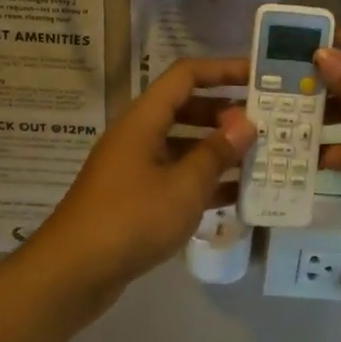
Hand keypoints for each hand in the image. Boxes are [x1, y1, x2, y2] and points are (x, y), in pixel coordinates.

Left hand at [34, 58, 256, 295]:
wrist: (74, 272)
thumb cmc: (131, 219)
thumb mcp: (183, 186)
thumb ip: (216, 153)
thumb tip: (246, 123)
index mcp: (144, 120)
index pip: (186, 75)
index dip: (222, 70)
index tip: (259, 76)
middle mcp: (138, 136)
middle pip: (186, 109)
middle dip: (226, 114)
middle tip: (266, 124)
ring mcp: (135, 168)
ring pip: (183, 146)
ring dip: (218, 150)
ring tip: (260, 158)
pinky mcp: (136, 198)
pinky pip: (176, 177)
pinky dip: (204, 181)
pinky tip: (237, 196)